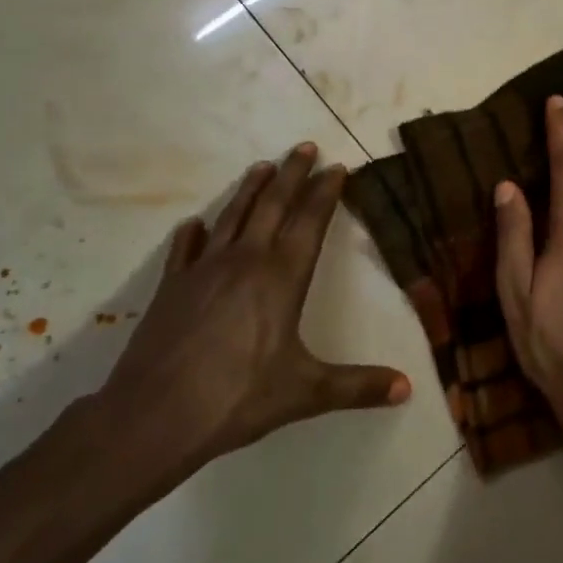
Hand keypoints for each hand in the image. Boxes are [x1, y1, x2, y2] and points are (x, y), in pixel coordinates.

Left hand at [77, 144, 410, 505]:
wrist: (154, 415)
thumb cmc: (237, 398)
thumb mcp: (306, 393)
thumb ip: (357, 387)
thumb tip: (408, 388)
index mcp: (281, 277)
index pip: (310, 221)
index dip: (325, 192)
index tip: (337, 167)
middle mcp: (245, 261)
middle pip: (273, 205)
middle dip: (292, 174)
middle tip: (305, 146)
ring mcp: (204, 270)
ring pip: (233, 217)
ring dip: (250, 189)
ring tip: (262, 166)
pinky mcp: (172, 287)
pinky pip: (185, 249)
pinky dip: (193, 233)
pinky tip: (194, 224)